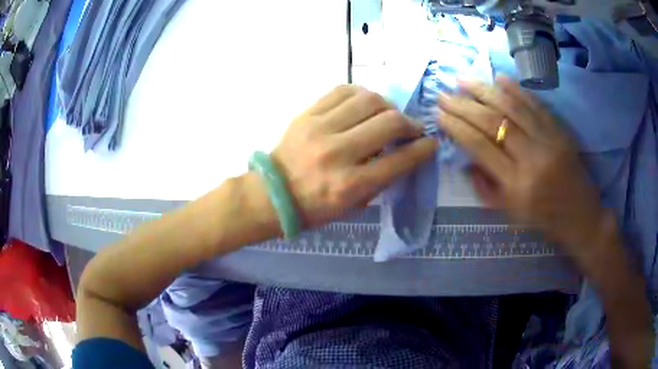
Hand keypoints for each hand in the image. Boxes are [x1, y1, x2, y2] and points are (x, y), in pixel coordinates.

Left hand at [271, 85, 437, 226]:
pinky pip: (342, 91)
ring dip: (387, 105)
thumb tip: (404, 152)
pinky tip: (365, 104)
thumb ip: (381, 180)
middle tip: (411, 128)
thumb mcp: (354, 206)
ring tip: (388, 114)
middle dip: (409, 123)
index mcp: (351, 184)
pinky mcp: (307, 114)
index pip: (399, 159)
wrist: (273, 193)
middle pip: (388, 122)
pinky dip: (361, 94)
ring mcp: (320, 129)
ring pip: (368, 100)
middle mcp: (337, 153)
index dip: (422, 149)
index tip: (430, 142)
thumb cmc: (315, 207)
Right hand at [437, 76, 604, 256]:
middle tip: (443, 93)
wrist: (582, 217)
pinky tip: (499, 78)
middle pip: (493, 123)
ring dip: (485, 90)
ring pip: (513, 108)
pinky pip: (536, 106)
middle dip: (464, 105)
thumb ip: (487, 189)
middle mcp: (531, 159)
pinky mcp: (560, 131)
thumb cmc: (545, 219)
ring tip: (463, 79)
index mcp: (516, 185)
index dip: (457, 127)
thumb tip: (466, 161)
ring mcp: (548, 141)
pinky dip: (517, 89)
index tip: (439, 114)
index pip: (480, 147)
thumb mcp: (511, 214)